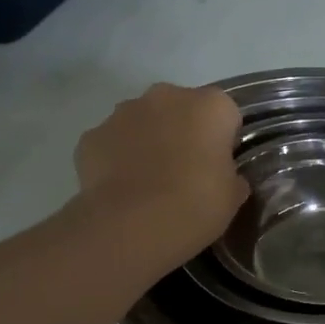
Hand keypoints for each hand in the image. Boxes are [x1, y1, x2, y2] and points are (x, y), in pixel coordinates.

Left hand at [74, 84, 248, 267]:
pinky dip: (117, 158)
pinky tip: (122, 189)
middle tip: (186, 172)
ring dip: (148, 141)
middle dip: (183, 131)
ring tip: (150, 183)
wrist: (131, 226)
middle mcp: (167, 96)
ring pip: (143, 121)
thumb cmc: (196, 205)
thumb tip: (225, 177)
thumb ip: (231, 176)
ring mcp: (124, 113)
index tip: (219, 166)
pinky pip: (112, 142)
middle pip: (181, 108)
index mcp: (210, 106)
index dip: (223, 140)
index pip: (225, 114)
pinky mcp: (92, 135)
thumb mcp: (232, 196)